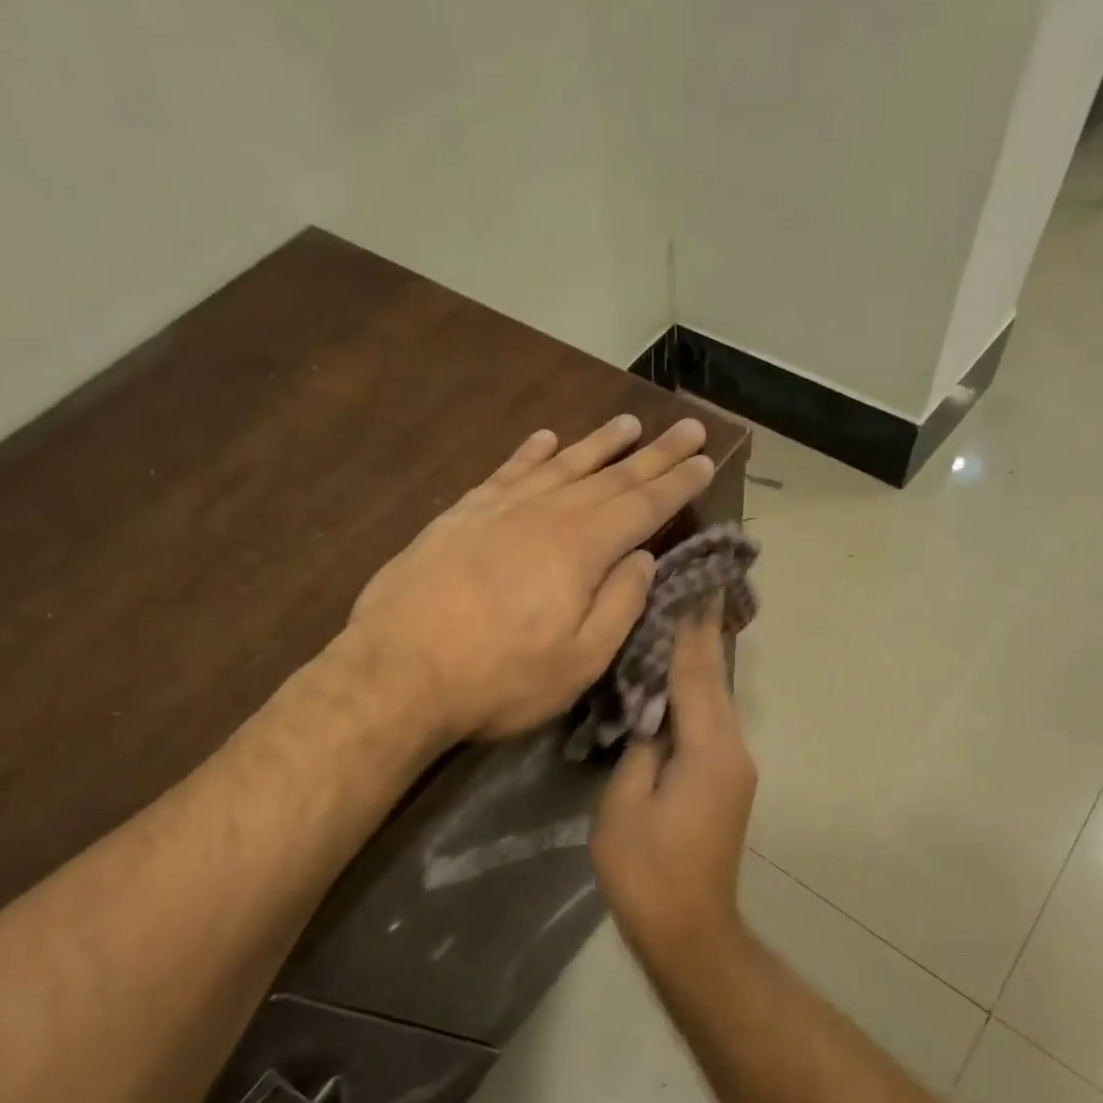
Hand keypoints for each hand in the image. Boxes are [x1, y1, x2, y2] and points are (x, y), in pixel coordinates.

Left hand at [347, 414, 714, 742]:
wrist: (396, 674)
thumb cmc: (498, 679)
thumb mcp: (579, 661)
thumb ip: (620, 605)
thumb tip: (644, 558)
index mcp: (582, 549)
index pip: (643, 505)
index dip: (678, 483)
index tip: (706, 458)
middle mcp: (545, 513)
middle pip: (610, 476)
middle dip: (654, 453)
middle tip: (687, 425)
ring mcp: (497, 509)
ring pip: (560, 465)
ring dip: (597, 444)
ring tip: (628, 424)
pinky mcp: (459, 516)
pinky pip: (504, 472)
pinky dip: (529, 453)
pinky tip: (544, 439)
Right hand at [591, 608, 756, 958]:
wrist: (689, 931)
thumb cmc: (647, 871)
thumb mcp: (625, 806)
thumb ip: (639, 749)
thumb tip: (651, 717)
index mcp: (710, 750)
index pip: (698, 674)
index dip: (691, 628)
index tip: (691, 583)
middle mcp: (732, 748)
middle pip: (714, 680)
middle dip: (699, 635)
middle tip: (683, 588)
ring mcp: (734, 765)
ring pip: (714, 699)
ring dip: (697, 661)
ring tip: (676, 619)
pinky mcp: (726, 780)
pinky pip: (709, 722)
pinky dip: (694, 692)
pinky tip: (674, 677)